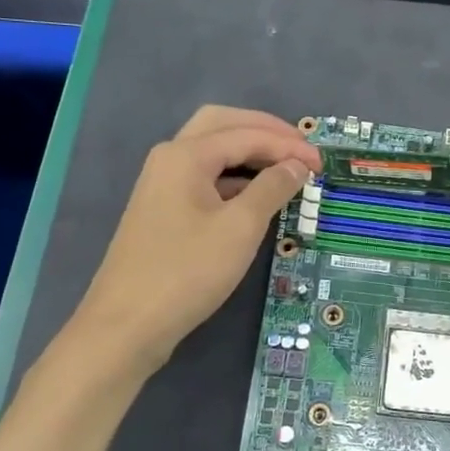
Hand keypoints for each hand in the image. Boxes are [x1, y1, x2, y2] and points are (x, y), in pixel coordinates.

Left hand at [63, 106, 321, 378]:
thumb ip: (272, 188)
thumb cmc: (187, 272)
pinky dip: (235, 177)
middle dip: (265, 131)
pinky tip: (257, 196)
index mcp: (186, 155)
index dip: (288, 145)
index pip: (247, 134)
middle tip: (301, 149)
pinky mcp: (164, 210)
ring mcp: (163, 184)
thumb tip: (297, 167)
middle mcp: (170, 159)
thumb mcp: (240, 228)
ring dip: (250, 151)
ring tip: (286, 169)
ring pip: (212, 150)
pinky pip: (206, 177)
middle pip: (223, 125)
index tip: (323, 164)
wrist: (127, 325)